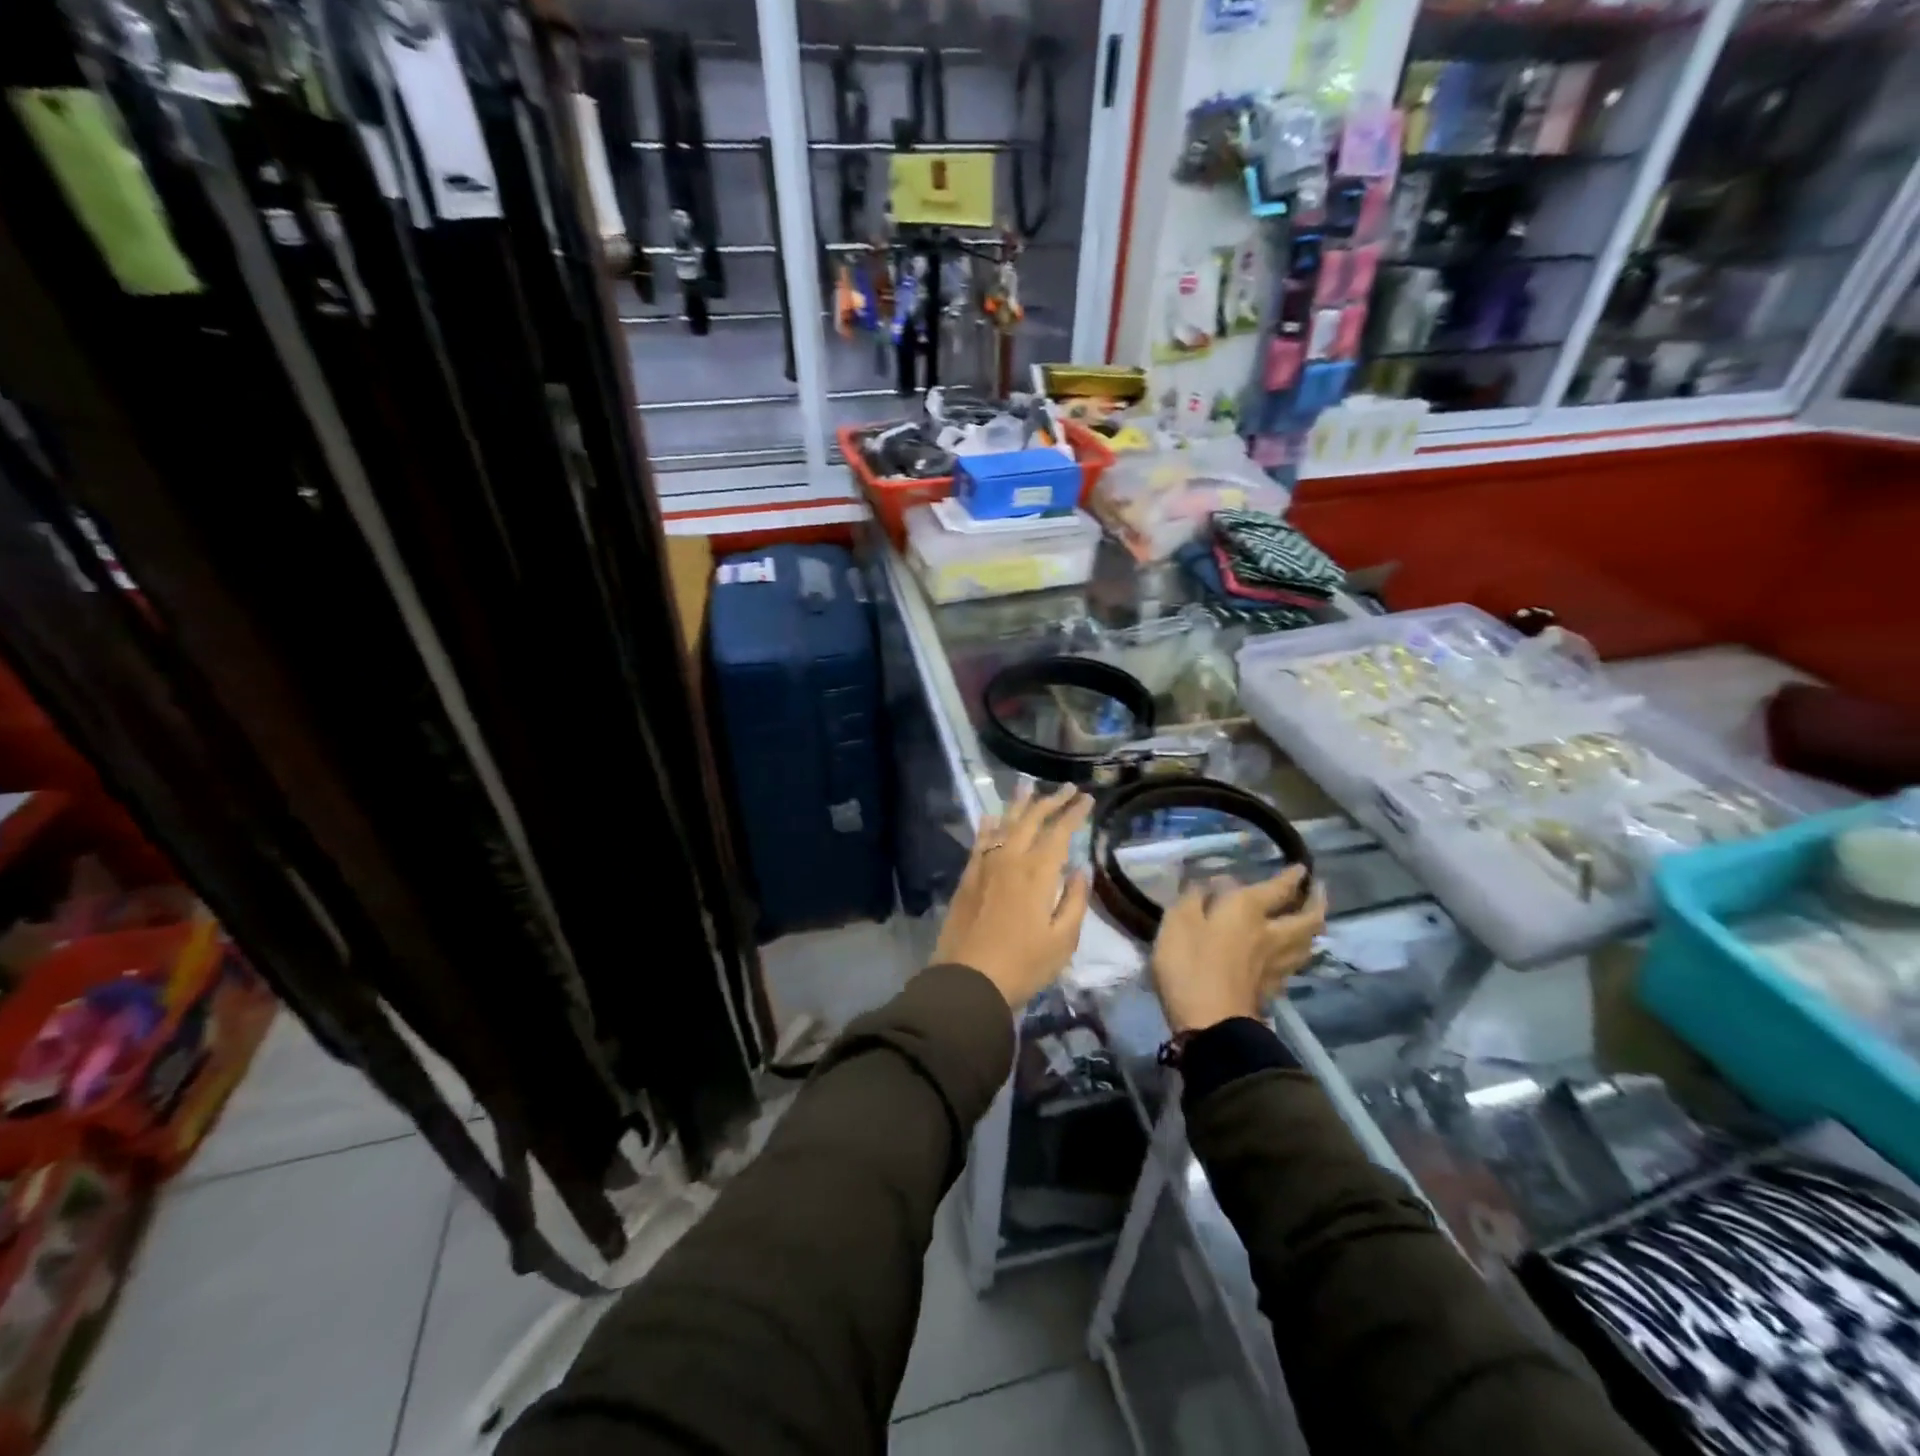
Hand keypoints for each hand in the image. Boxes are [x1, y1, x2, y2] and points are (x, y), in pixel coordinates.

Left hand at [933, 782, 1093, 1010]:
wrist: (967, 980)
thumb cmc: (1023, 965)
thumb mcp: (1063, 940)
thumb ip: (1074, 899)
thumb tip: (1080, 868)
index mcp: (1038, 872)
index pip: (1059, 831)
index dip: (1074, 812)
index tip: (1087, 798)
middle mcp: (1010, 859)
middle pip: (1031, 820)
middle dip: (1051, 800)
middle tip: (1067, 788)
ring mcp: (985, 865)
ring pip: (1003, 824)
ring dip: (1019, 805)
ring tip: (1028, 787)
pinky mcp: (968, 877)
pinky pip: (980, 841)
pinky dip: (988, 825)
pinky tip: (991, 817)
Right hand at [1150, 866, 1326, 1033]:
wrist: (1210, 1024)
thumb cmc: (1190, 964)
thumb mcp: (1178, 921)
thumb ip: (1193, 897)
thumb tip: (1209, 882)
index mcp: (1247, 910)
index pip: (1278, 889)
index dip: (1291, 877)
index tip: (1301, 868)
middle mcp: (1270, 935)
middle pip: (1307, 919)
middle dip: (1316, 902)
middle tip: (1319, 891)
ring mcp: (1274, 966)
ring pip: (1306, 944)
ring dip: (1313, 929)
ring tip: (1311, 921)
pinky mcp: (1270, 991)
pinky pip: (1293, 966)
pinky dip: (1297, 956)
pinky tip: (1290, 956)